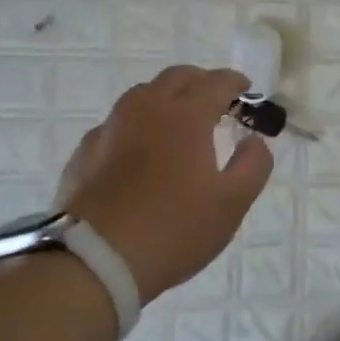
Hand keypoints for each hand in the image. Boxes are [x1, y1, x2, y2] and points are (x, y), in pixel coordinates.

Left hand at [54, 66, 272, 301]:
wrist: (95, 262)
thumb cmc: (174, 229)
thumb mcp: (232, 203)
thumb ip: (254, 165)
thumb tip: (255, 141)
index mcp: (185, 117)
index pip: (215, 82)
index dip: (234, 81)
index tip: (245, 88)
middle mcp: (145, 111)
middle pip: (175, 78)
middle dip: (200, 81)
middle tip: (215, 99)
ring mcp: (109, 130)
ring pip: (141, 95)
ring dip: (166, 97)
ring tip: (178, 120)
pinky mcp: (84, 154)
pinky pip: (116, 124)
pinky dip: (136, 125)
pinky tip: (139, 150)